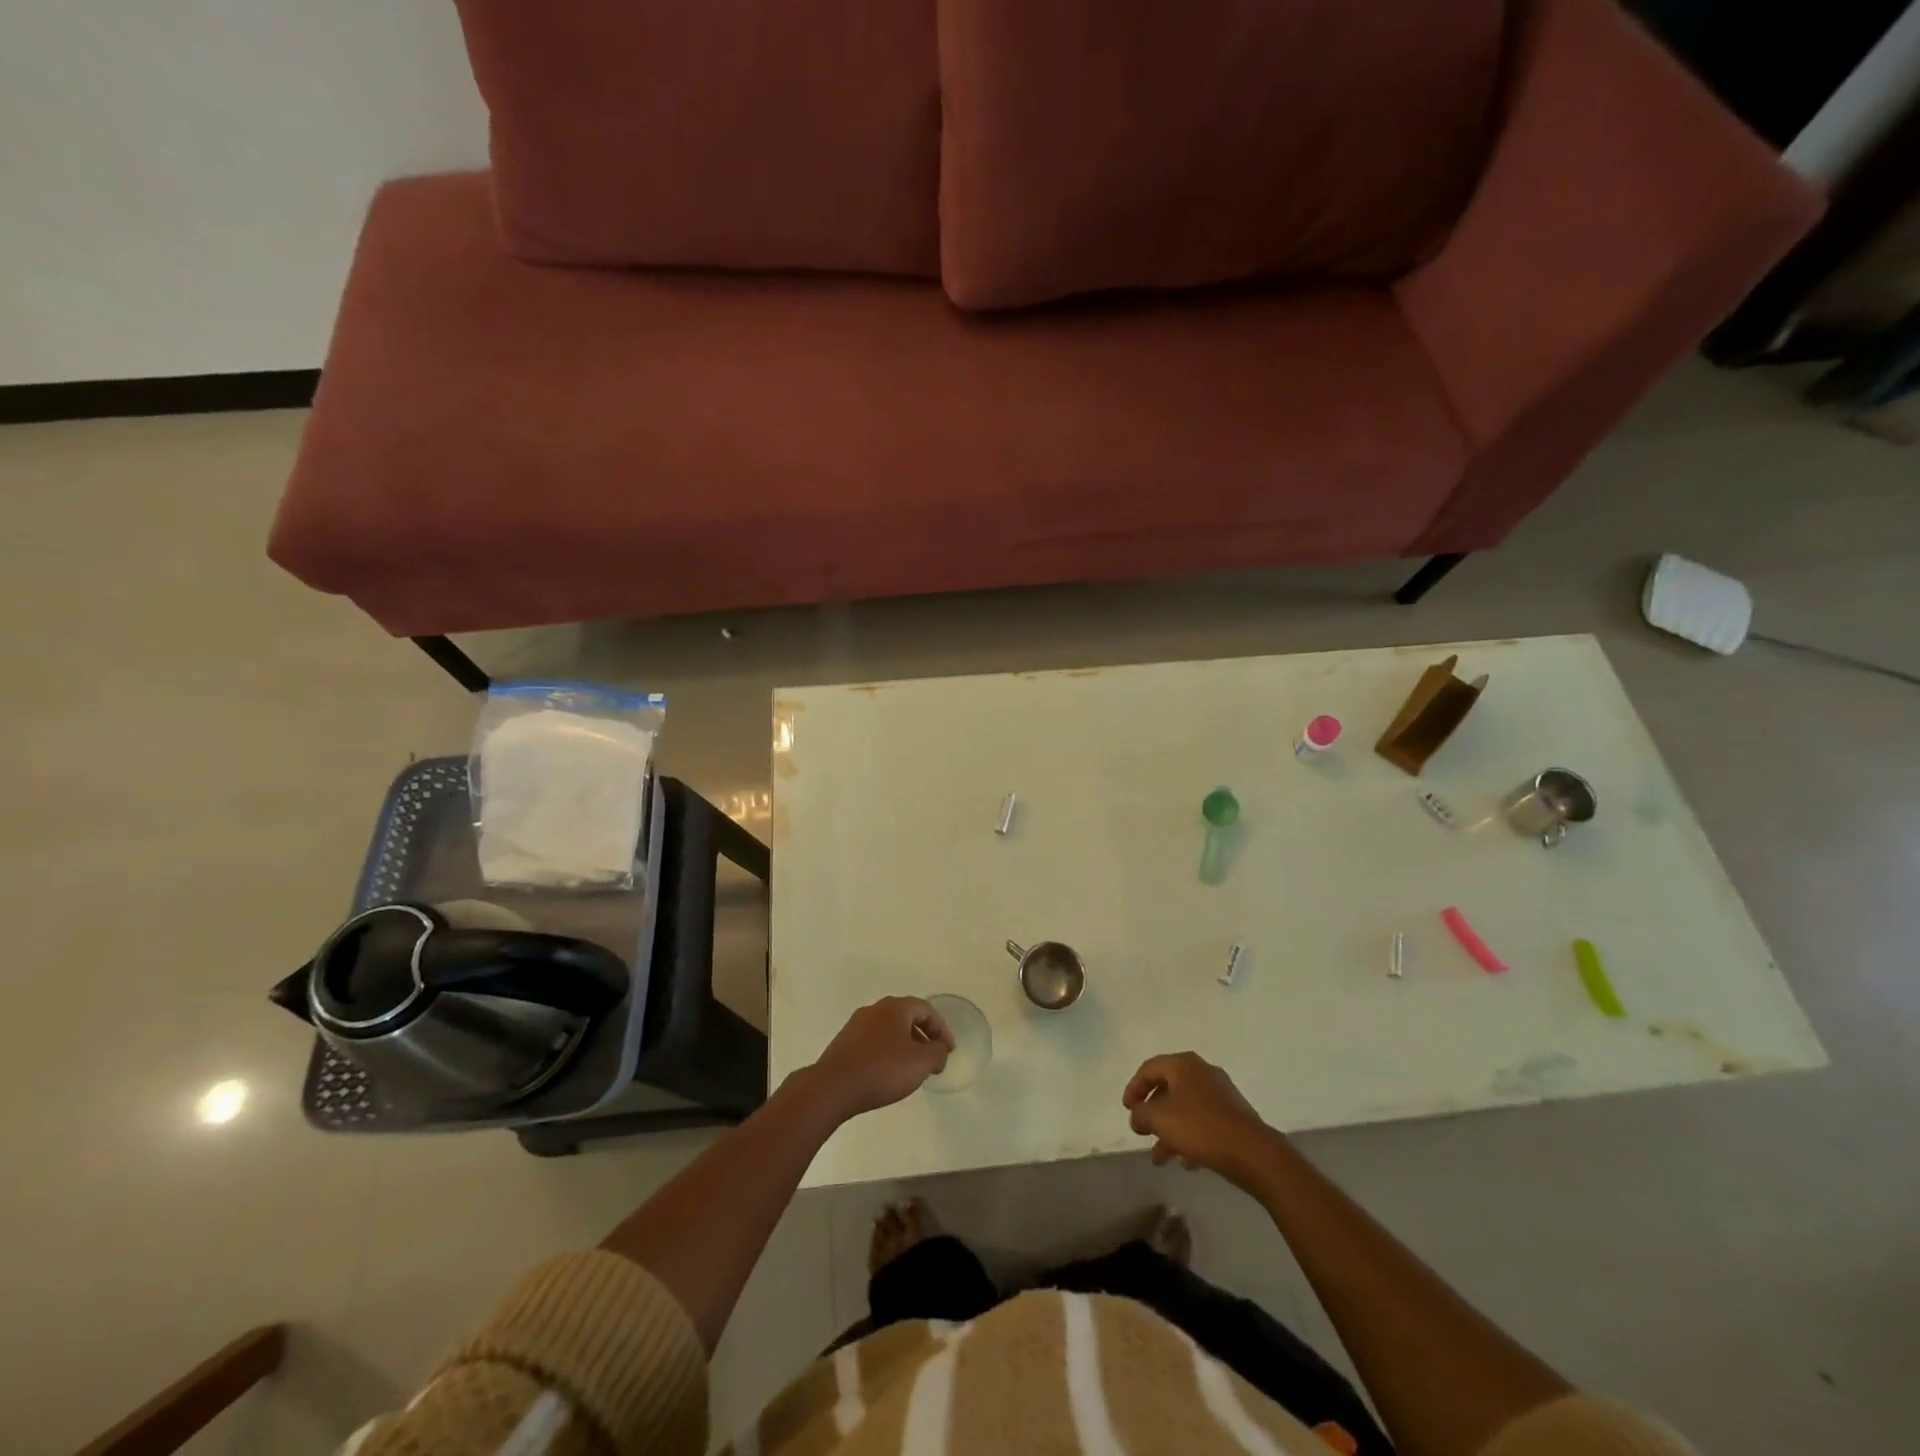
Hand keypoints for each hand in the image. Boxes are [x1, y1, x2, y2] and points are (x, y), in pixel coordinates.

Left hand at [805, 997, 952, 1121]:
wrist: (833, 1087)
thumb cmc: (882, 1070)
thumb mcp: (920, 1063)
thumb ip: (937, 1052)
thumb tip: (940, 1049)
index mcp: (895, 1007)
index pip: (926, 1009)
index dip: (941, 1029)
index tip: (949, 1050)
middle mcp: (875, 1009)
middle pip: (907, 1017)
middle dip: (923, 1037)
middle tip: (933, 1059)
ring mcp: (856, 1025)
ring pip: (889, 1030)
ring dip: (905, 1045)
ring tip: (912, 1069)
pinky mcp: (844, 1043)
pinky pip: (874, 1042)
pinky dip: (887, 1052)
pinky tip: (888, 1074)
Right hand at [1123, 1052, 1273, 1183]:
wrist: (1253, 1152)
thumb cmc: (1200, 1128)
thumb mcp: (1160, 1119)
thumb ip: (1141, 1114)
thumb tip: (1137, 1115)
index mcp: (1183, 1065)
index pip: (1149, 1069)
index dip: (1134, 1088)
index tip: (1127, 1110)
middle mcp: (1202, 1072)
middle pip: (1168, 1088)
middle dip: (1153, 1112)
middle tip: (1142, 1130)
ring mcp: (1221, 1093)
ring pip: (1186, 1108)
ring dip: (1169, 1130)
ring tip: (1160, 1158)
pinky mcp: (1234, 1115)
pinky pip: (1203, 1121)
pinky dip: (1190, 1137)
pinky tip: (1186, 1161)